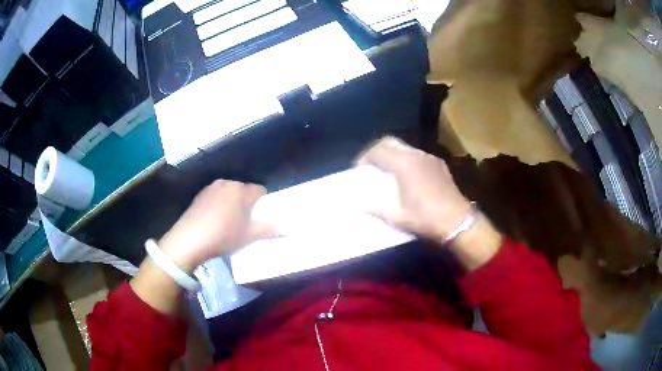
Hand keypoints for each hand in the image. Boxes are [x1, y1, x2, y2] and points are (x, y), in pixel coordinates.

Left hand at [159, 180, 277, 271]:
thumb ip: (270, 230)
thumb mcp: (249, 236)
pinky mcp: (199, 195)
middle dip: (246, 203)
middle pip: (244, 191)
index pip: (260, 191)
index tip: (258, 218)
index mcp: (242, 190)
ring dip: (232, 204)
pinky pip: (216, 197)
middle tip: (244, 223)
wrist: (189, 240)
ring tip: (228, 223)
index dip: (262, 204)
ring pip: (229, 193)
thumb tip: (288, 230)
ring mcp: (211, 188)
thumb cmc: (223, 236)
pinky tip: (213, 221)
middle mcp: (227, 183)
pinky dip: (219, 205)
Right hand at [356, 137, 471, 240]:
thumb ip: (377, 209)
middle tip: (369, 165)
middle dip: (376, 150)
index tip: (358, 169)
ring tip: (386, 170)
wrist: (458, 221)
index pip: (378, 150)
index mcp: (405, 164)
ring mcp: (430, 158)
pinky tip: (406, 176)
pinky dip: (405, 159)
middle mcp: (417, 155)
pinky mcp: (439, 164)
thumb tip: (362, 205)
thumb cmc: (426, 218)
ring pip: (405, 147)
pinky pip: (416, 155)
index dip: (364, 157)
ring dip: (392, 154)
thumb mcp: (397, 217)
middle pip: (390, 141)